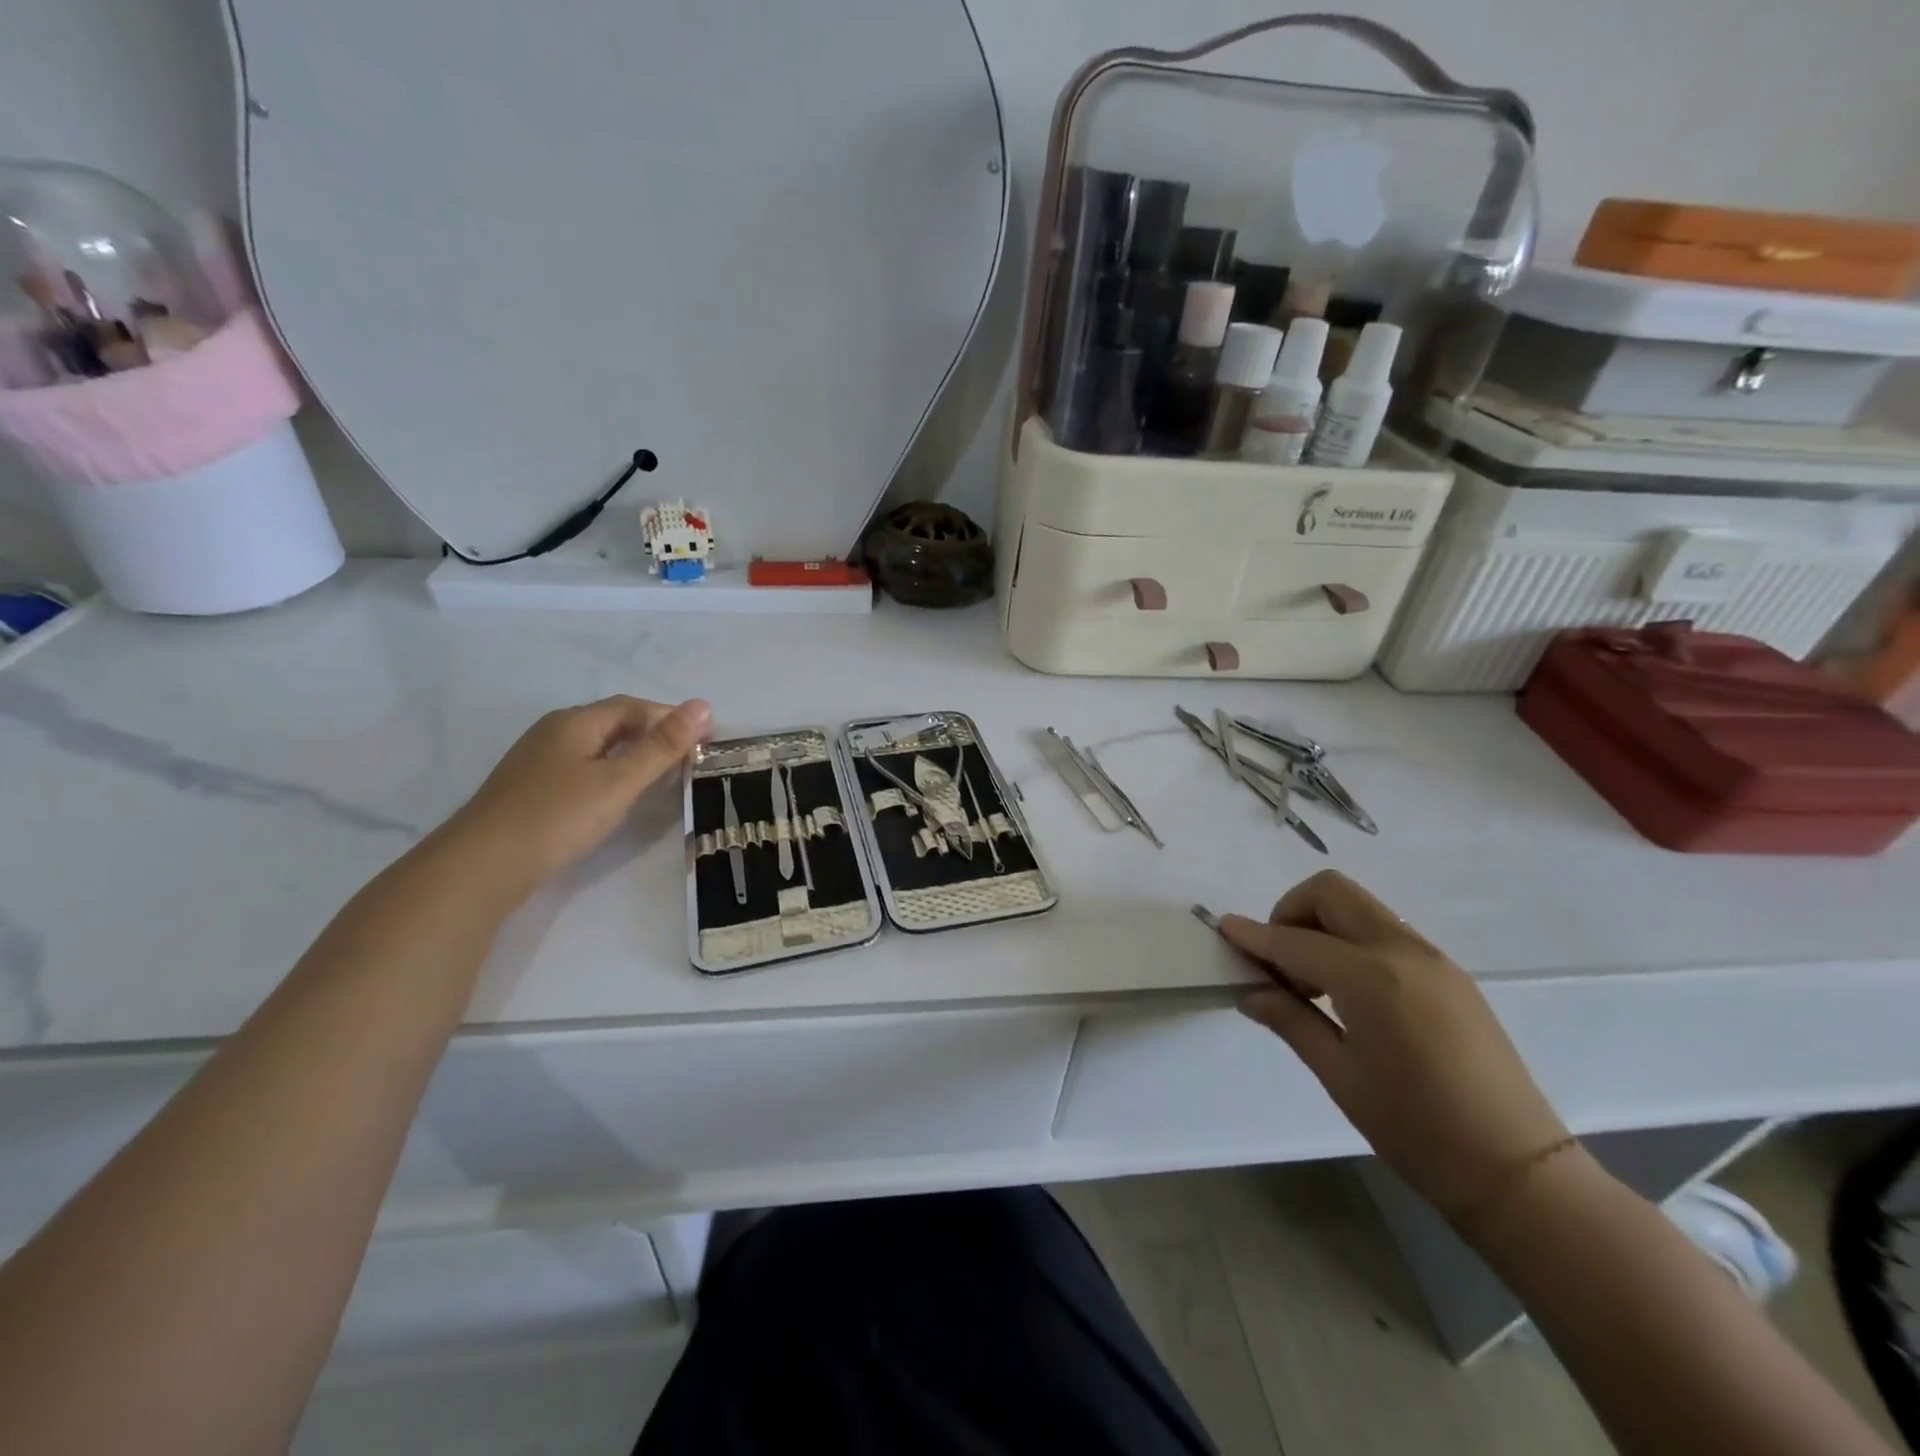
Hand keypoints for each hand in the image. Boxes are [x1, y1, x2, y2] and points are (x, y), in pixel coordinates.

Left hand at [439, 695, 710, 896]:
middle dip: (654, 733)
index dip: (671, 717)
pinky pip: (583, 768)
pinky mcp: (532, 789)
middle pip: (614, 722)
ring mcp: (538, 761)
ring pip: (597, 746)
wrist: (482, 866)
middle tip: (689, 758)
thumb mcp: (620, 781)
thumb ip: (662, 746)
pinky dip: (611, 772)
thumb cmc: (558, 816)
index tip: (705, 738)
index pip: (633, 706)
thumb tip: (703, 705)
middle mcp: (554, 732)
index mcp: (576, 722)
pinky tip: (619, 796)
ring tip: (663, 776)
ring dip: (633, 754)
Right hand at [1221, 870, 1568, 1220]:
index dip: (1254, 935)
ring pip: (1360, 906)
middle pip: (1331, 892)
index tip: (1223, 929)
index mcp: (1370, 979)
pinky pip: (1386, 931)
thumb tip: (1251, 992)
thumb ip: (1291, 1021)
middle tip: (1278, 960)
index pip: (1295, 940)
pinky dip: (1352, 940)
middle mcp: (1402, 952)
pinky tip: (1349, 993)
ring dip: (1322, 924)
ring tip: (1312, 983)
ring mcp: (1433, 958)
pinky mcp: (1450, 973)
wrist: (1519, 1171)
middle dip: (1291, 910)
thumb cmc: (1417, 1131)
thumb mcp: (1341, 1077)